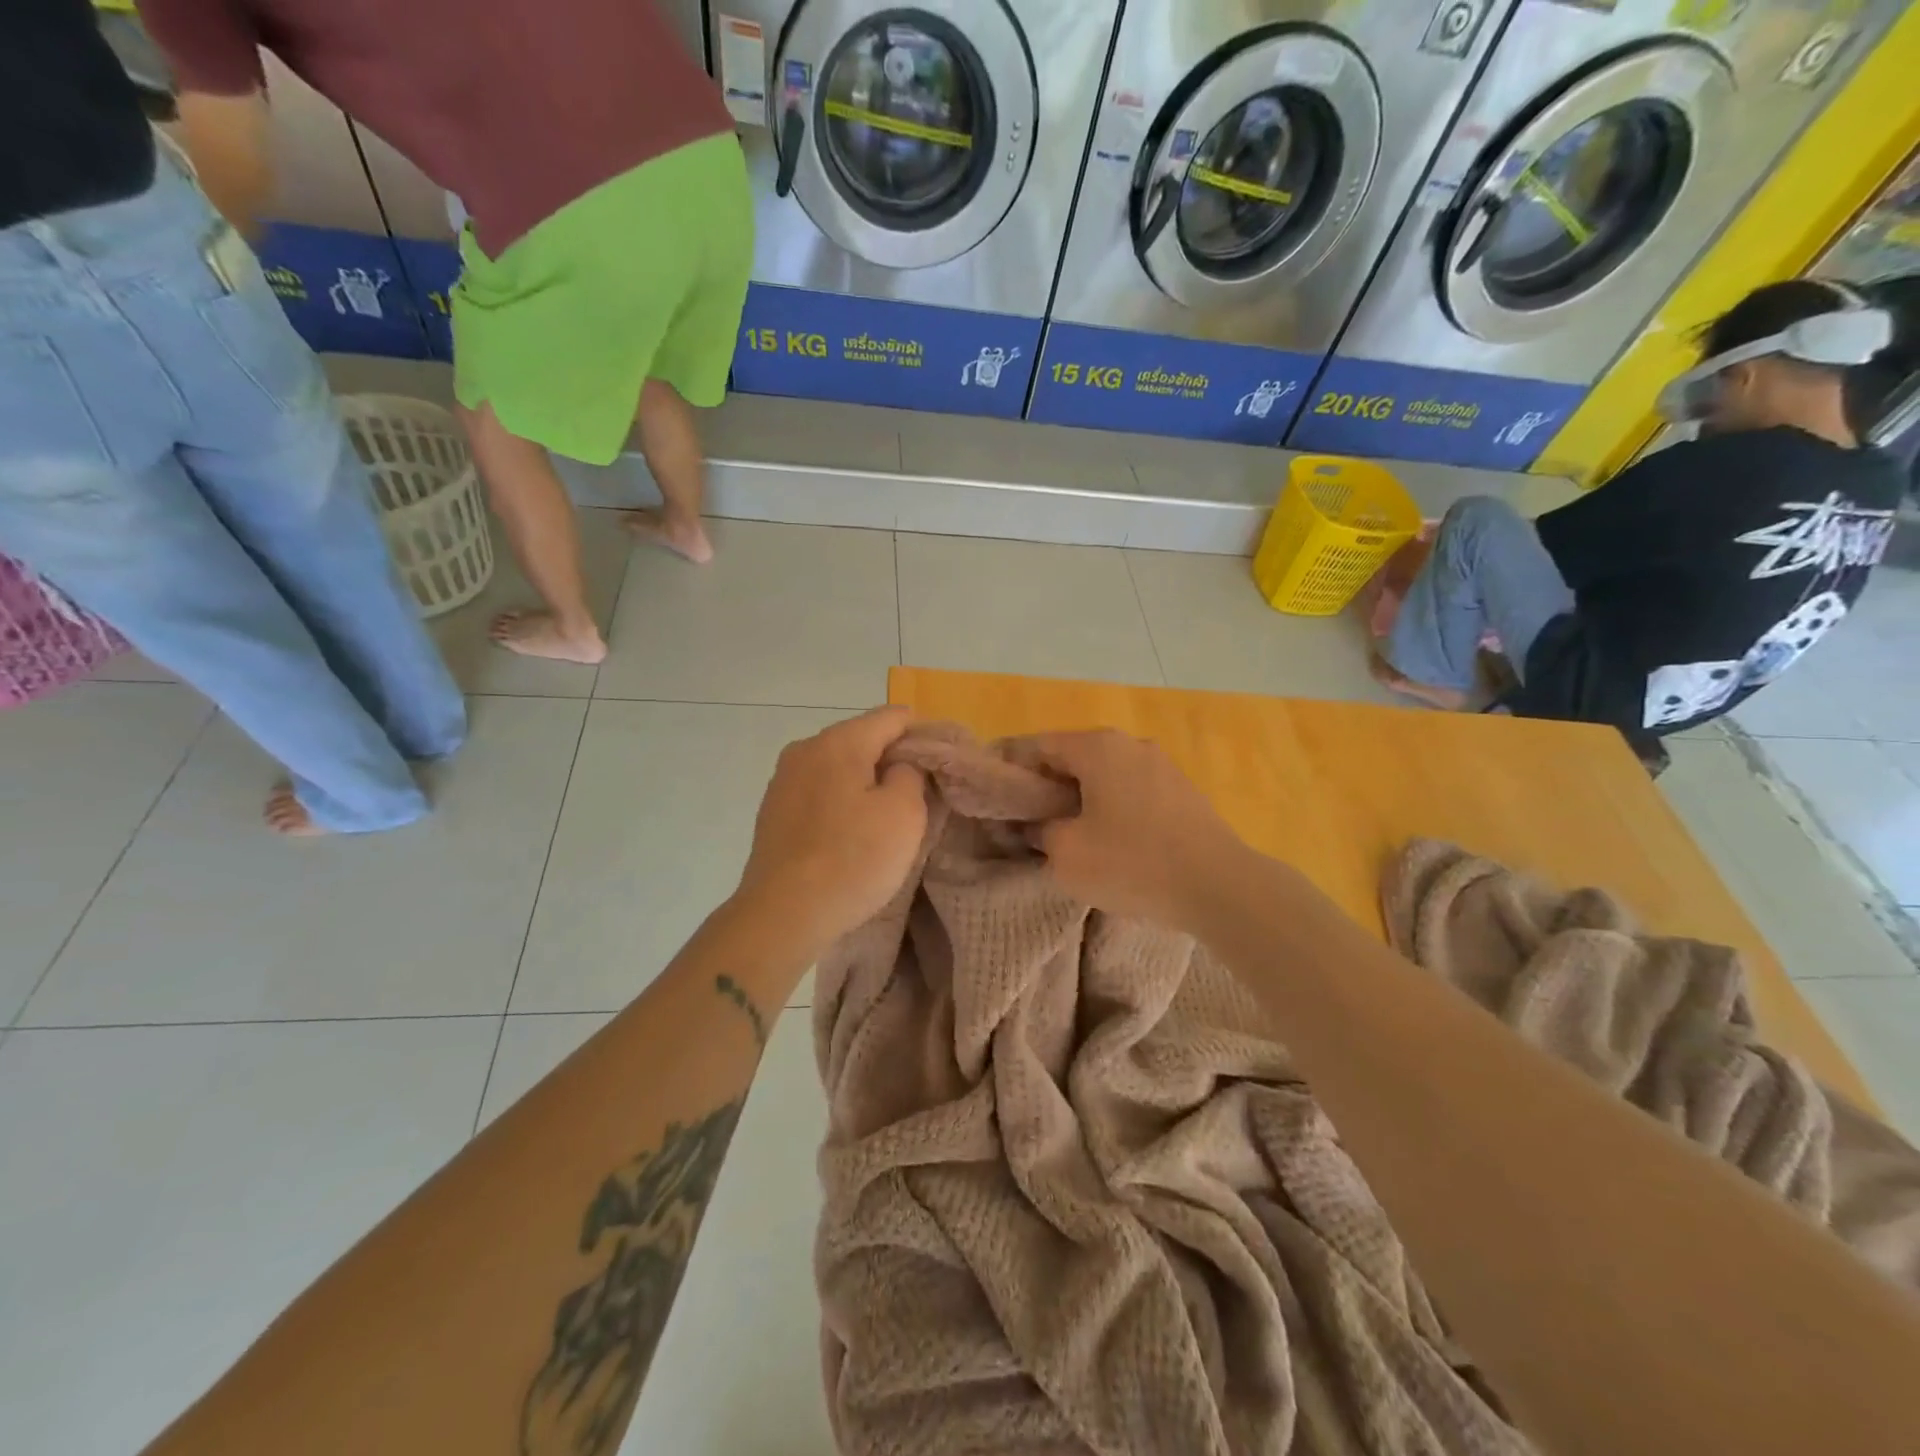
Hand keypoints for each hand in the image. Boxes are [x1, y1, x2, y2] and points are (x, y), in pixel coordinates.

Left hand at [734, 707, 927, 955]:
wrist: (782, 915)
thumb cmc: (852, 860)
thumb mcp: (904, 813)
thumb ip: (911, 773)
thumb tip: (899, 764)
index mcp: (838, 742)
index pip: (892, 717)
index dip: (922, 735)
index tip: (939, 766)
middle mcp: (805, 749)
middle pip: (862, 739)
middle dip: (892, 759)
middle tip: (918, 796)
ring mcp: (783, 780)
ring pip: (838, 766)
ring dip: (865, 782)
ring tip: (884, 818)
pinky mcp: (773, 811)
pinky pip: (819, 791)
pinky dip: (840, 801)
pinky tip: (850, 833)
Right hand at [1029, 729, 1248, 928]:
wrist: (1219, 886)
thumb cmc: (1132, 863)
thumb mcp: (1066, 853)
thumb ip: (1039, 831)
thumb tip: (1037, 824)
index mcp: (1097, 747)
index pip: (1037, 746)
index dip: (1012, 770)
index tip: (999, 800)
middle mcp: (1130, 744)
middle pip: (1073, 757)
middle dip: (1047, 787)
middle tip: (1030, 822)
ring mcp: (1162, 765)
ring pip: (1105, 775)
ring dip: (1082, 798)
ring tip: (1071, 834)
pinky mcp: (1183, 791)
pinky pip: (1132, 790)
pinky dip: (1113, 807)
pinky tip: (1113, 841)